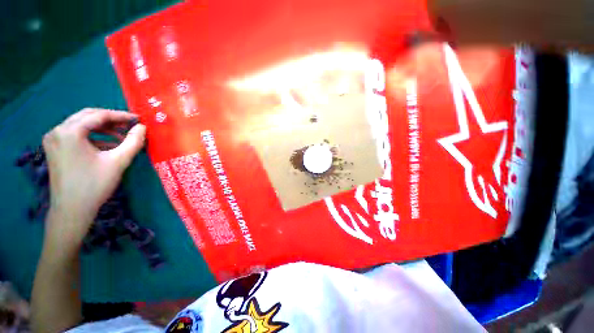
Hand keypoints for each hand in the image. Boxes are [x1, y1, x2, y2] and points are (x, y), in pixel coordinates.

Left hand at [42, 108, 145, 244]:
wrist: (72, 210)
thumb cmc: (94, 185)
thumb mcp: (118, 161)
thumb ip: (133, 142)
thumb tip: (142, 127)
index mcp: (70, 131)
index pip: (98, 115)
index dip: (120, 116)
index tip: (138, 119)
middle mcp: (57, 131)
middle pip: (87, 116)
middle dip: (110, 120)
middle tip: (130, 126)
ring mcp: (53, 139)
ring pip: (81, 125)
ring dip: (102, 128)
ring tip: (121, 136)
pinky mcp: (54, 148)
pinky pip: (75, 135)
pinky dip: (92, 136)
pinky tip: (107, 145)